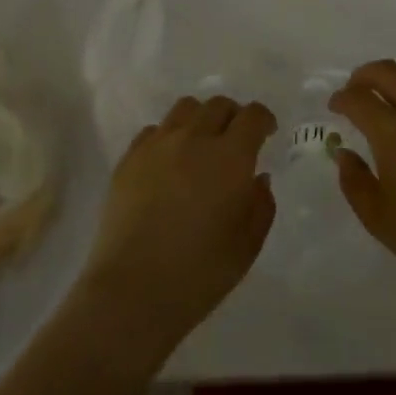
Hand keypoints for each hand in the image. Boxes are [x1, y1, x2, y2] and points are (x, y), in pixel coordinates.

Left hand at [76, 96, 276, 368]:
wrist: (134, 289)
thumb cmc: (201, 271)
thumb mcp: (249, 244)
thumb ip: (261, 204)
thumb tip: (257, 178)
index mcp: (230, 157)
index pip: (252, 116)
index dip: (264, 119)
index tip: (267, 133)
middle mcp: (194, 139)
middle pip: (218, 105)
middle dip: (233, 117)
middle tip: (236, 141)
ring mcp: (156, 146)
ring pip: (184, 109)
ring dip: (200, 119)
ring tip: (201, 145)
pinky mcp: (128, 159)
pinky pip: (153, 130)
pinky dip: (168, 137)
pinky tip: (169, 163)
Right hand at [330, 60, 395, 306]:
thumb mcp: (377, 218)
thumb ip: (353, 180)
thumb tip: (344, 153)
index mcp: (395, 135)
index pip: (360, 98)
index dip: (342, 98)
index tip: (335, 106)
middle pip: (390, 71)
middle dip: (366, 75)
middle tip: (356, 90)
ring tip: (390, 100)